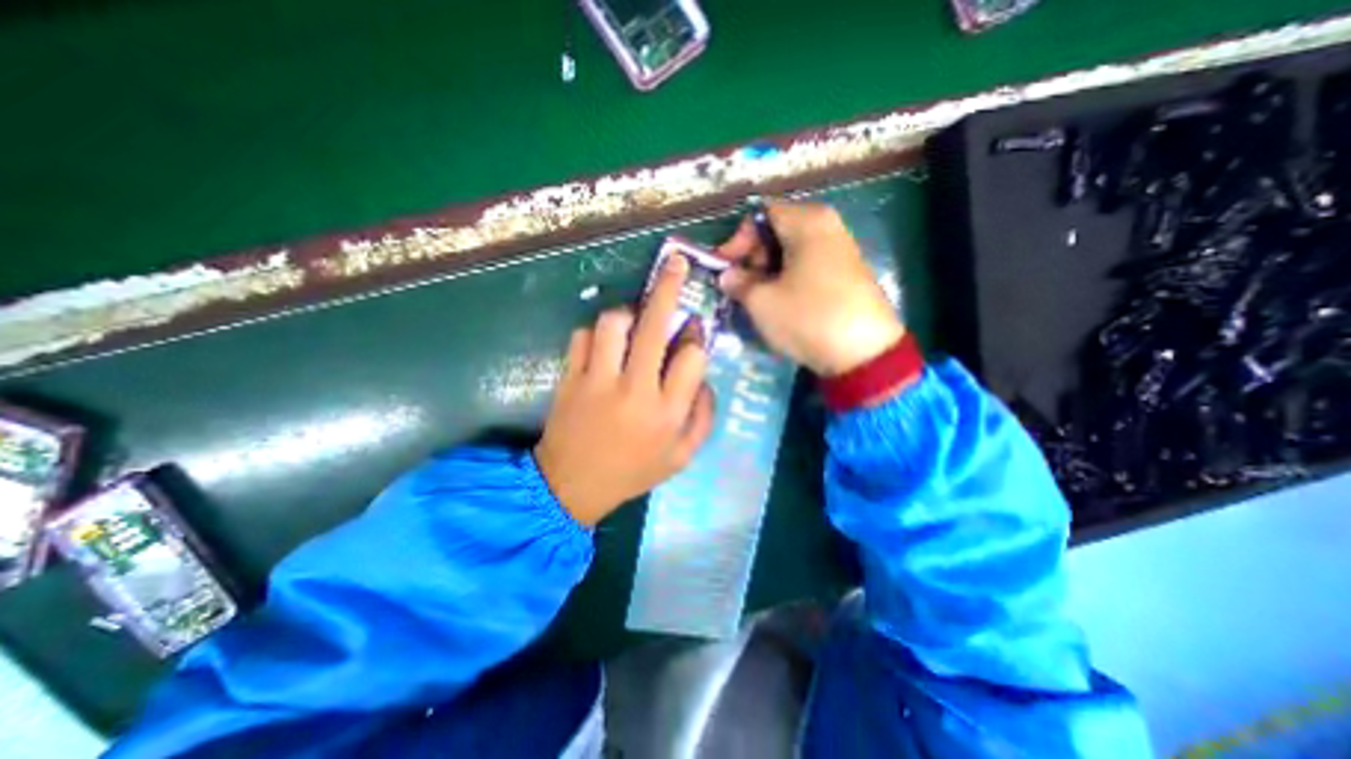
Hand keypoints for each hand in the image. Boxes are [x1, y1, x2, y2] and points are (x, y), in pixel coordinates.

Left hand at [532, 251, 717, 523]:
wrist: (572, 485)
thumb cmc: (633, 471)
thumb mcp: (682, 456)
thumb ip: (703, 415)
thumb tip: (704, 376)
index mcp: (667, 412)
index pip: (692, 356)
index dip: (696, 336)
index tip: (693, 330)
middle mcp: (635, 390)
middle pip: (655, 326)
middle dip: (669, 288)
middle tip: (675, 263)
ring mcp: (597, 381)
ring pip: (614, 322)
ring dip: (629, 312)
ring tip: (635, 320)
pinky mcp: (570, 377)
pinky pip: (583, 336)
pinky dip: (596, 332)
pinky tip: (604, 345)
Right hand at [712, 200, 899, 374]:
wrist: (863, 353)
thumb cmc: (807, 317)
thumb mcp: (762, 301)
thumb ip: (738, 282)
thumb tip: (728, 276)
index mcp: (807, 221)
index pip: (761, 216)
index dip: (737, 241)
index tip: (724, 269)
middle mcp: (827, 226)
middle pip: (777, 231)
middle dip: (753, 258)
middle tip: (740, 286)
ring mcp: (841, 249)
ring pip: (791, 251)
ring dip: (768, 272)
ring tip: (757, 298)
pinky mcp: (847, 272)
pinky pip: (808, 266)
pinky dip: (788, 279)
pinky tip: (781, 303)